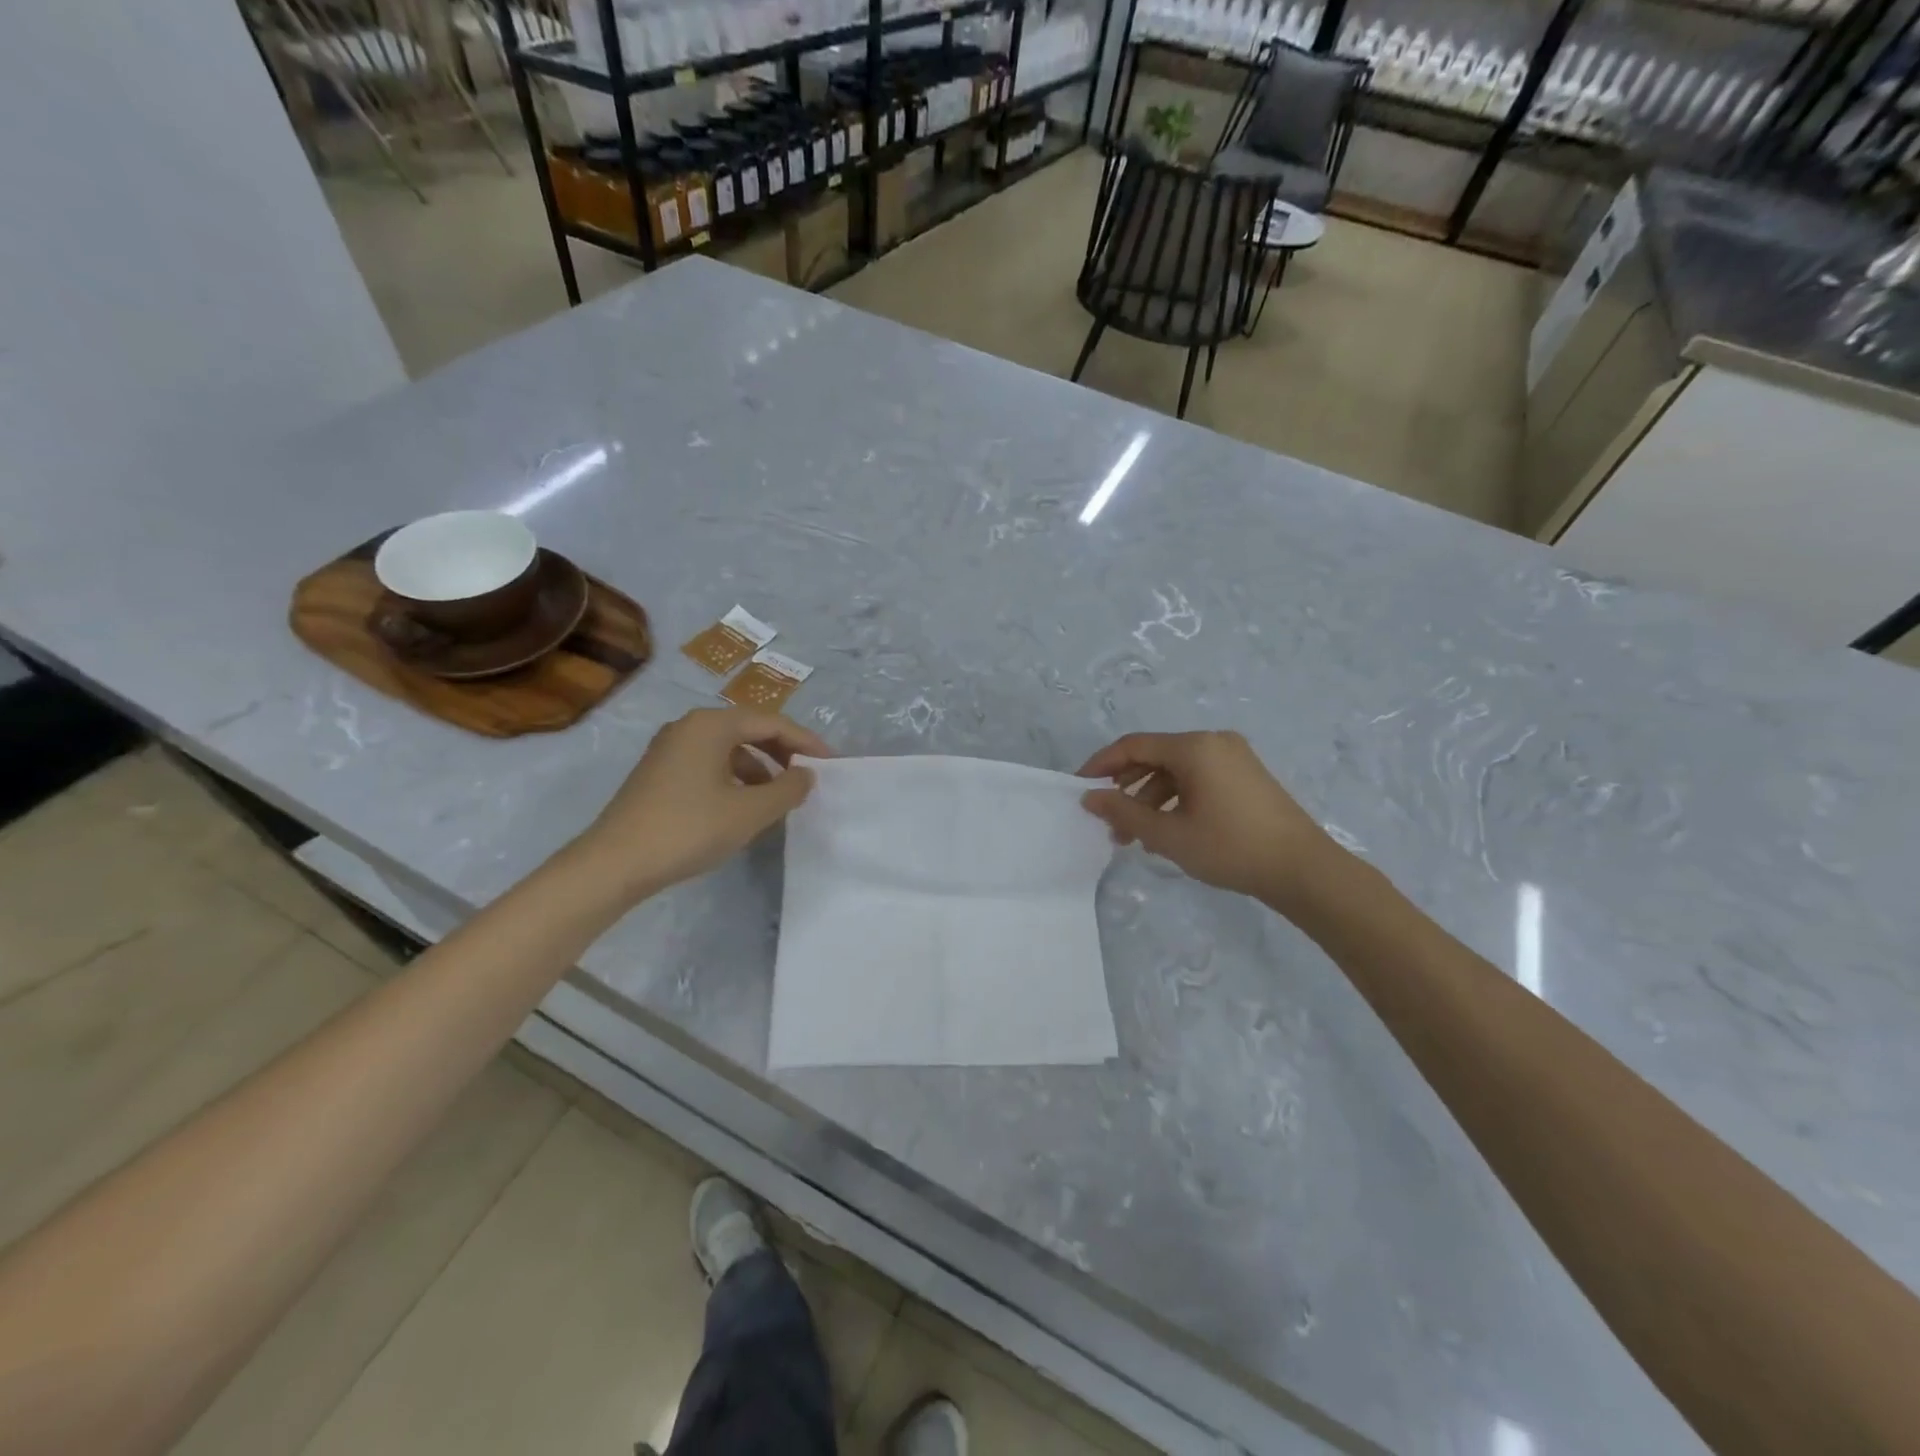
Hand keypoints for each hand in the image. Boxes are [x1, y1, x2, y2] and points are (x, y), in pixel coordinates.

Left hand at [576, 707, 829, 898]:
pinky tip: (743, 806)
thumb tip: (806, 775)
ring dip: (760, 767)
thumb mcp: (750, 812)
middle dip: (783, 752)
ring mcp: (670, 748)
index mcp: (711, 725)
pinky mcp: (659, 772)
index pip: (772, 722)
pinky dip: (735, 777)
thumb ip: (787, 789)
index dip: (806, 742)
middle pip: (749, 729)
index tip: (831, 763)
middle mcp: (689, 726)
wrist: (614, 864)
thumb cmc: (689, 829)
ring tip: (779, 796)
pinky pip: (710, 763)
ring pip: (729, 748)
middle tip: (808, 776)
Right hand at [1077, 731, 1335, 904]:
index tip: (1080, 789)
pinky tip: (1167, 830)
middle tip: (1109, 823)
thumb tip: (1089, 797)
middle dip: (1126, 789)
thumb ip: (1124, 812)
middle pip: (1154, 757)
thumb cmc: (1230, 848)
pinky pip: (1197, 778)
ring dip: (1150, 799)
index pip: (1133, 745)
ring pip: (1176, 771)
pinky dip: (1175, 799)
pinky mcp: (1245, 775)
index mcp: (1194, 747)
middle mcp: (1213, 742)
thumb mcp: (1169, 834)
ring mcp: (1233, 757)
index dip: (1101, 765)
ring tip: (1136, 837)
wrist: (1303, 870)